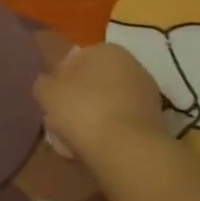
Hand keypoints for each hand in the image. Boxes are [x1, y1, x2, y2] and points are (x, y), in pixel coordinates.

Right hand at [34, 43, 168, 162]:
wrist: (128, 151)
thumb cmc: (84, 110)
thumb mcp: (47, 91)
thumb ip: (44, 82)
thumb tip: (47, 83)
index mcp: (107, 49)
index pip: (77, 59)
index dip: (61, 79)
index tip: (52, 100)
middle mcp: (132, 64)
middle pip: (95, 82)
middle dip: (79, 98)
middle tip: (62, 120)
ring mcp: (147, 94)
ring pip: (109, 104)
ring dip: (95, 117)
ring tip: (77, 140)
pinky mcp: (155, 123)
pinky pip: (123, 124)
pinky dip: (110, 133)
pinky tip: (97, 150)